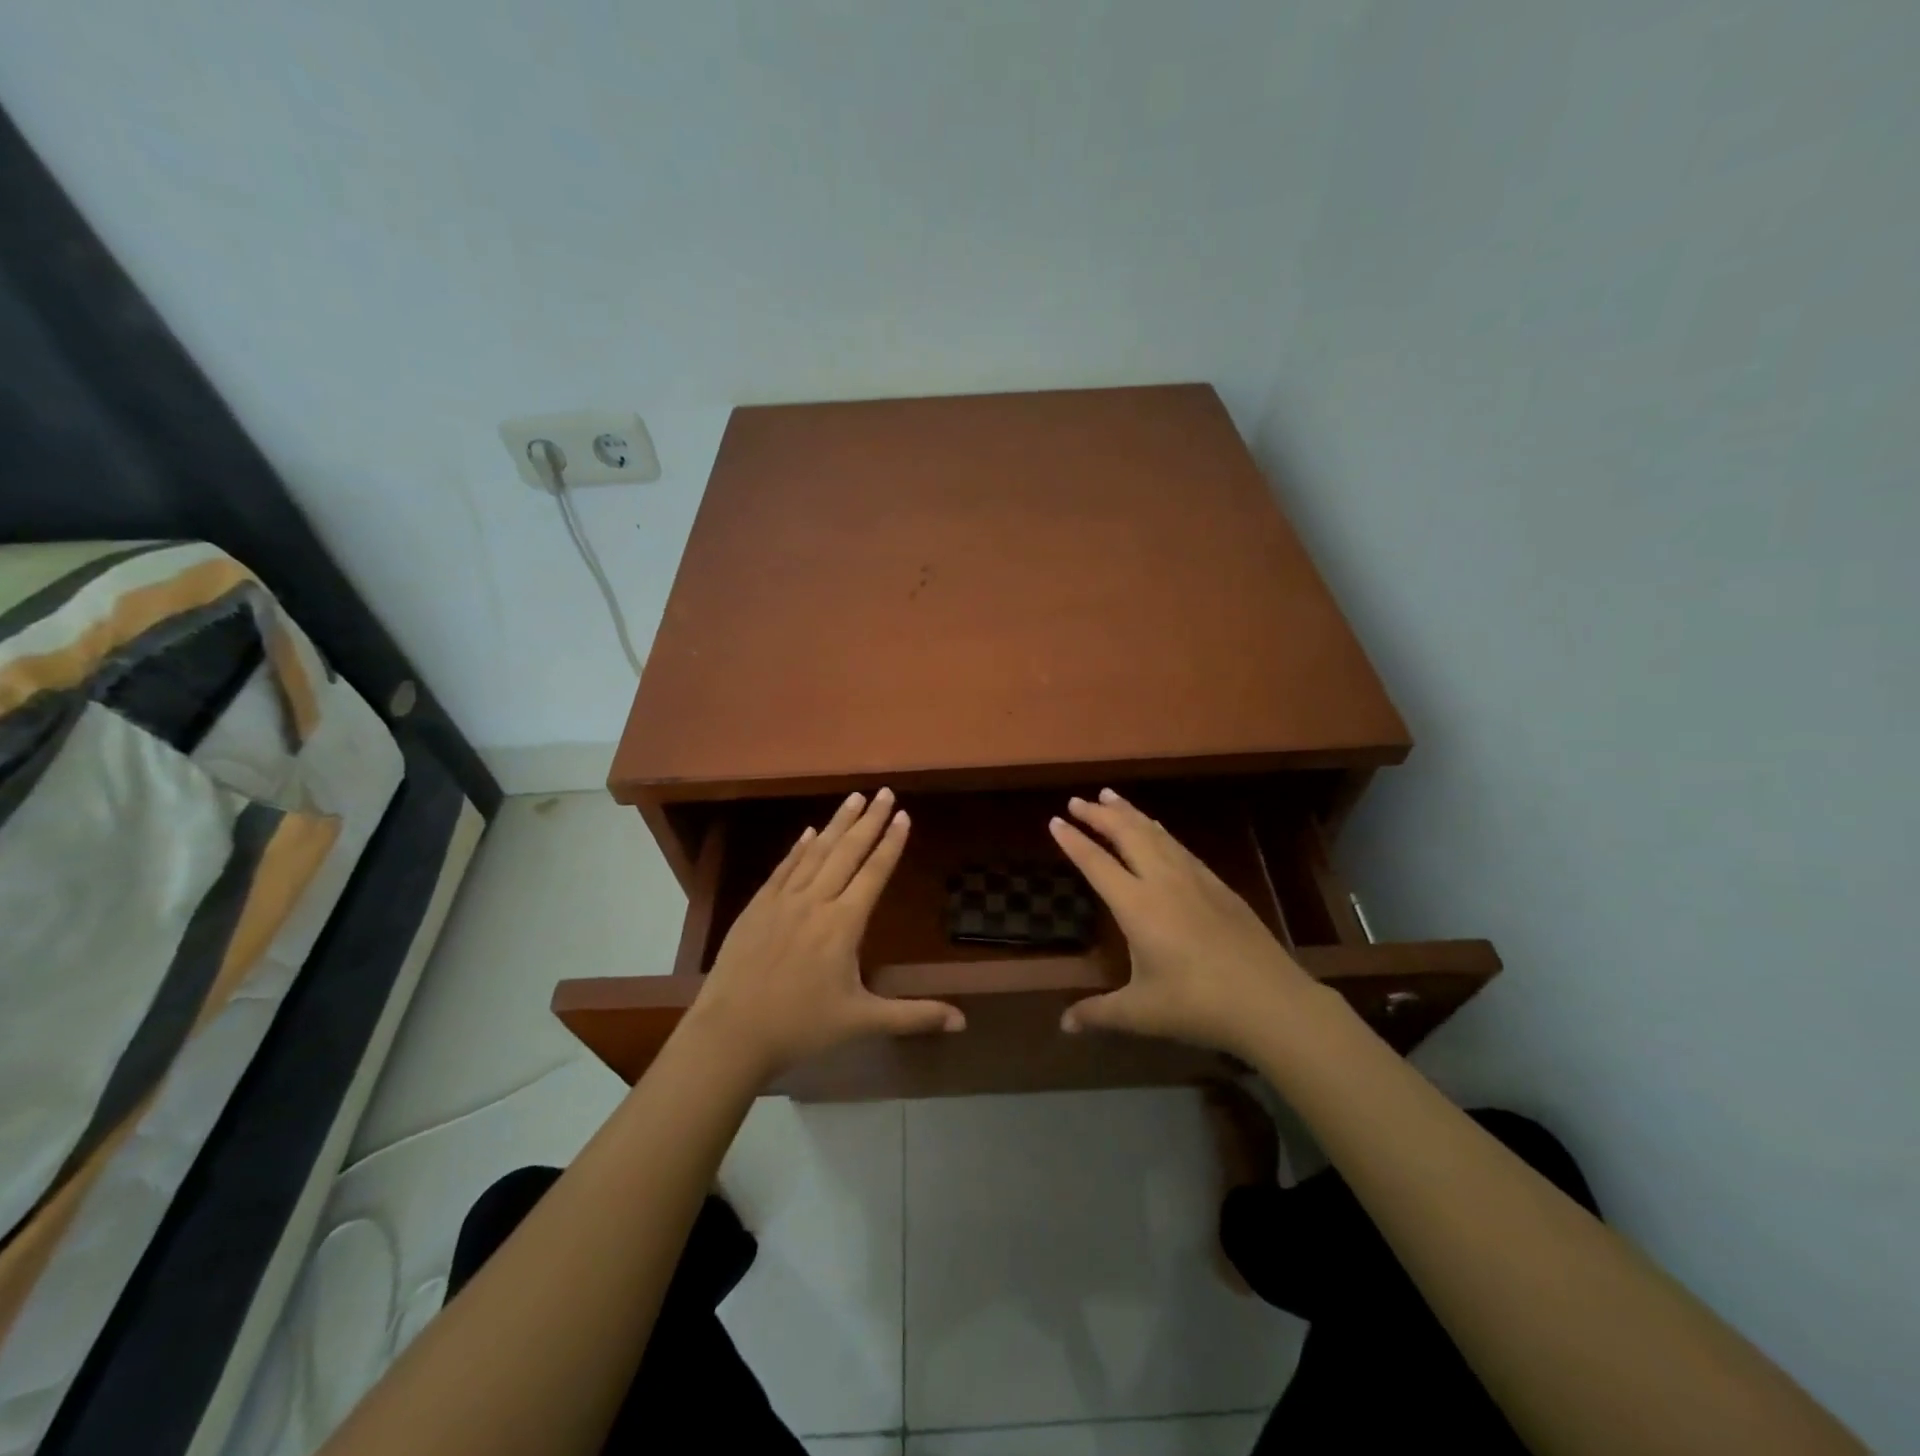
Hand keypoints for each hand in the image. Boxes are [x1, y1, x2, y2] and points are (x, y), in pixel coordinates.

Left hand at [689, 788, 964, 1081]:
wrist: (731, 1033)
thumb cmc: (801, 1027)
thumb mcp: (862, 1023)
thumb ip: (913, 1016)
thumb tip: (963, 1022)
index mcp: (843, 924)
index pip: (874, 873)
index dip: (891, 843)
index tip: (903, 815)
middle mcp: (815, 902)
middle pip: (847, 852)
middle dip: (869, 820)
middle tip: (885, 792)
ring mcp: (782, 901)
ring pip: (816, 853)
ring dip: (837, 824)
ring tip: (854, 798)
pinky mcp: (756, 907)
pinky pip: (783, 868)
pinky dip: (799, 847)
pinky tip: (809, 832)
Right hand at [1048, 788, 1319, 1057]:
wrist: (1269, 1001)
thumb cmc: (1197, 1005)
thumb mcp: (1140, 1013)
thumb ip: (1098, 1013)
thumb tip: (1063, 1025)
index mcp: (1137, 906)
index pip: (1096, 863)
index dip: (1074, 841)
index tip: (1054, 820)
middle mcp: (1162, 882)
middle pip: (1126, 835)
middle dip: (1099, 814)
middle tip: (1076, 800)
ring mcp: (1194, 879)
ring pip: (1155, 833)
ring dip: (1129, 813)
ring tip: (1110, 796)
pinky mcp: (1218, 885)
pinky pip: (1179, 846)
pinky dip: (1159, 830)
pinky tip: (1157, 828)